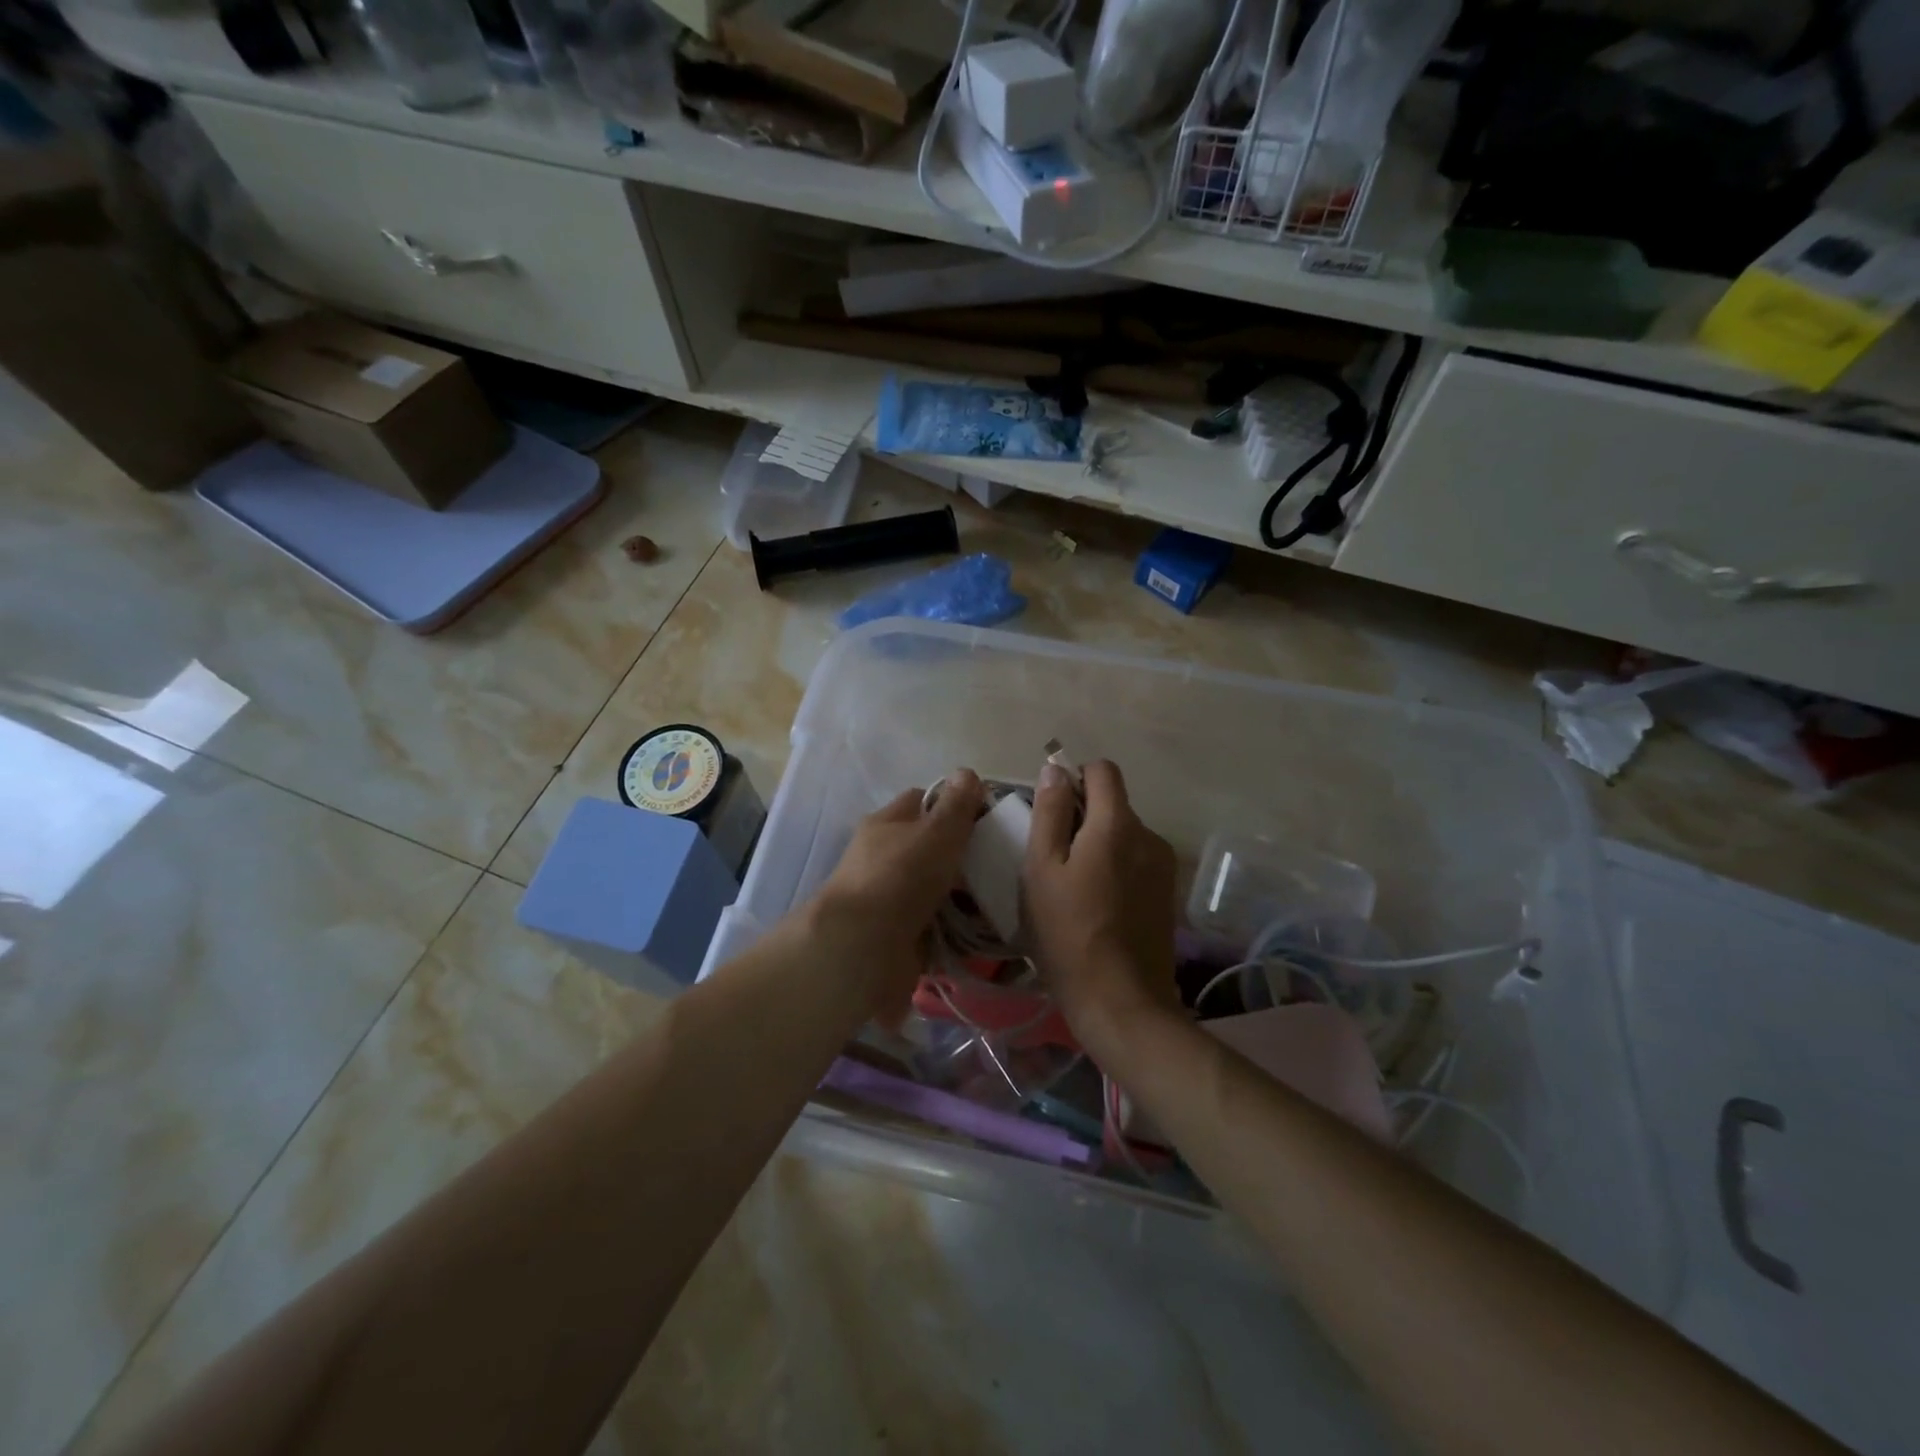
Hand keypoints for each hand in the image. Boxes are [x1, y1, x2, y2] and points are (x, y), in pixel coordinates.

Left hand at [807, 770, 984, 1022]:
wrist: (863, 948)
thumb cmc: (901, 876)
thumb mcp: (936, 831)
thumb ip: (955, 805)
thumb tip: (966, 772)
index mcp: (886, 823)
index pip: (921, 800)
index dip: (953, 803)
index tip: (987, 818)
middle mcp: (883, 856)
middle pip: (930, 846)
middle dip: (962, 854)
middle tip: (1000, 862)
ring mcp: (888, 896)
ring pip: (934, 887)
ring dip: (962, 894)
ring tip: (999, 898)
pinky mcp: (897, 933)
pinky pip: (934, 923)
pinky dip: (955, 927)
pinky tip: (982, 930)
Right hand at [1022, 759, 1178, 1049]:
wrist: (1121, 1002)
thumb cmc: (1068, 934)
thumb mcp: (1041, 870)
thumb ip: (1049, 813)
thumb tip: (1055, 769)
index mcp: (1116, 824)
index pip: (1102, 770)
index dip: (1074, 779)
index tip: (1052, 812)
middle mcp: (1148, 835)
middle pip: (1112, 804)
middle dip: (1082, 819)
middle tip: (1053, 861)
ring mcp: (1163, 865)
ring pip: (1123, 835)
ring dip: (1099, 846)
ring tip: (1074, 889)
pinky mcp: (1167, 893)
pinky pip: (1135, 861)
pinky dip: (1115, 869)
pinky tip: (1097, 906)